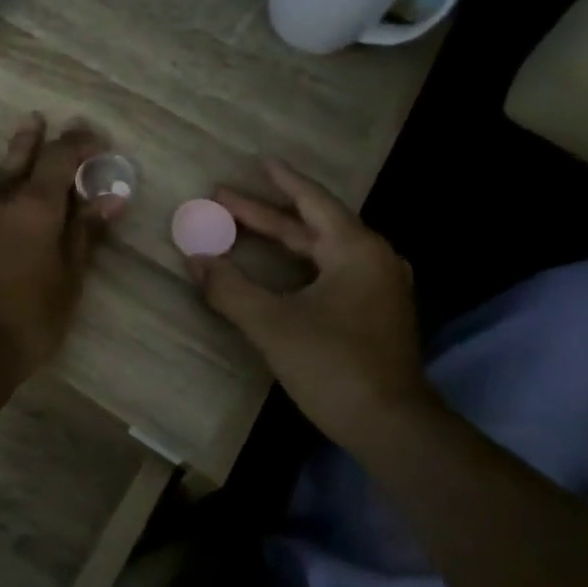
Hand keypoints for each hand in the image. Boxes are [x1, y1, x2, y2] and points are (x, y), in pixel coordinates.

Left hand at [0, 114, 122, 379]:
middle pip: (31, 159)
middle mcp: (5, 199)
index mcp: (39, 210)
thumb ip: (86, 235)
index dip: (80, 144)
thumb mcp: (68, 283)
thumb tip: (112, 198)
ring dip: (18, 144)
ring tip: (30, 121)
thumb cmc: (27, 322)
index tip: (96, 141)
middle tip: (66, 126)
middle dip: (52, 141)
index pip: (62, 160)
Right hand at [187, 159, 442, 443]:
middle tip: (224, 200)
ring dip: (284, 238)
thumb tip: (194, 259)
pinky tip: (281, 269)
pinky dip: (301, 262)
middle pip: (313, 224)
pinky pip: (333, 270)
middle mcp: (374, 258)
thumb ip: (230, 288)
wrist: (392, 425)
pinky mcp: (377, 311)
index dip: (282, 180)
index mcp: (355, 249)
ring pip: (323, 249)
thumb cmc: (333, 365)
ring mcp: (380, 286)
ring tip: (245, 228)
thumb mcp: (272, 324)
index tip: (259, 161)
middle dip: (267, 213)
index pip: (312, 201)